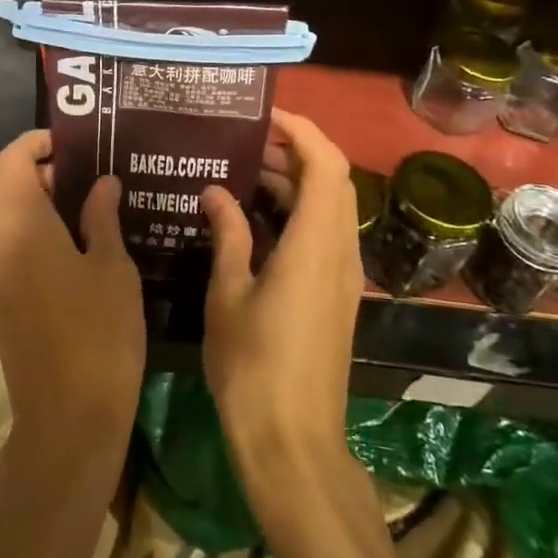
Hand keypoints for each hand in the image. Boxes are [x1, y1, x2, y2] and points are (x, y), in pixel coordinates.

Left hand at [0, 130, 144, 462]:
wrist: (67, 416)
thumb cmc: (100, 334)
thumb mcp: (113, 269)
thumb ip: (102, 218)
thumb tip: (102, 183)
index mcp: (23, 227)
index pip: (10, 162)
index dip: (35, 144)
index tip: (69, 144)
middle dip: (23, 171)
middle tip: (69, 179)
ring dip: (20, 201)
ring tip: (72, 211)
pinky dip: (19, 230)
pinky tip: (62, 247)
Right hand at [201, 109, 363, 479]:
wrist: (292, 441)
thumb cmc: (253, 365)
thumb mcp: (228, 293)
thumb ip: (227, 234)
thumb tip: (215, 191)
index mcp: (315, 244)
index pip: (326, 164)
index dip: (301, 130)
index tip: (262, 116)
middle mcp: (339, 252)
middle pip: (331, 180)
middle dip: (291, 153)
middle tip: (240, 144)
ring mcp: (341, 276)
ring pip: (327, 208)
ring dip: (291, 184)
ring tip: (238, 174)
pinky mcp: (334, 295)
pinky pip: (321, 235)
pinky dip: (293, 214)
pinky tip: (251, 222)